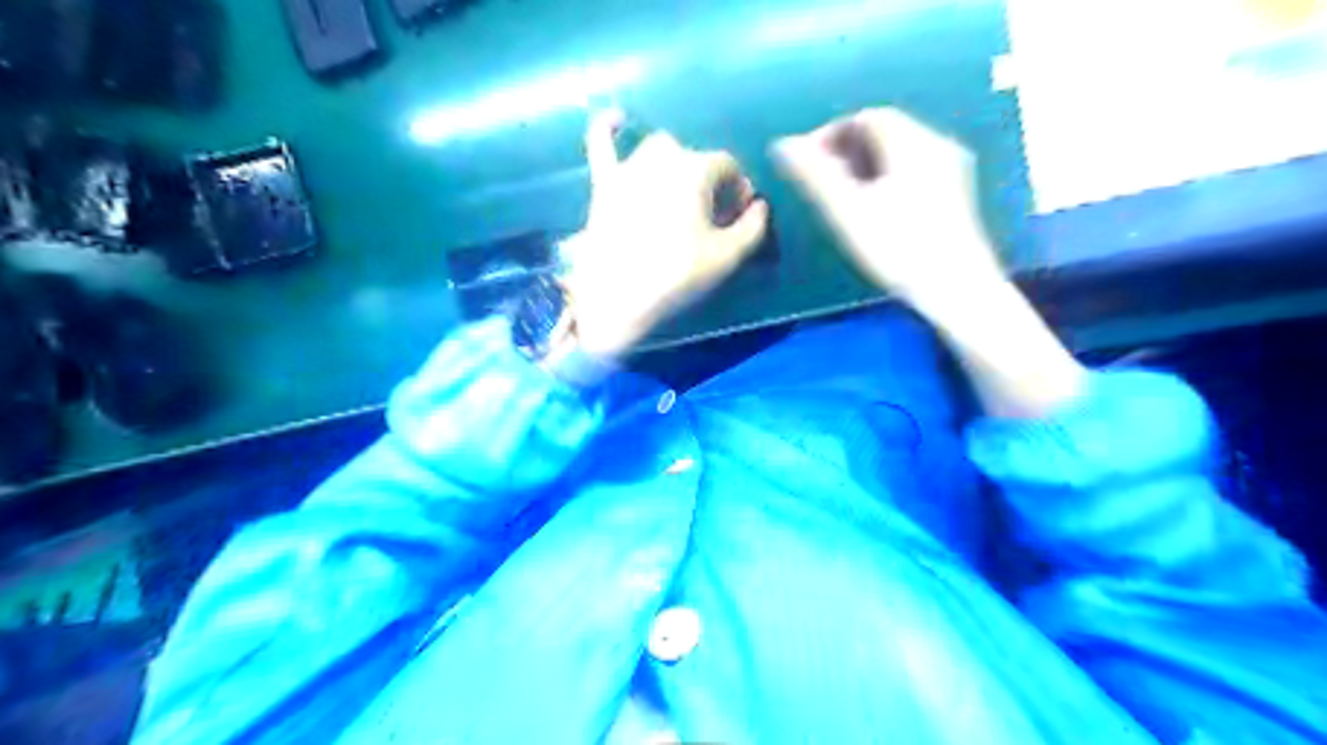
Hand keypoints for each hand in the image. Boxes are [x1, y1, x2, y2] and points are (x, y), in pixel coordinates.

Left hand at [556, 109, 766, 361]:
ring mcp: (629, 167)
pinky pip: (602, 144)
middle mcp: (663, 157)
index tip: (738, 217)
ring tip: (680, 193)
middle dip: (709, 182)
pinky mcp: (604, 183)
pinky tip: (617, 118)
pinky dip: (609, 129)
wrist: (614, 295)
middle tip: (711, 216)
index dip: (738, 190)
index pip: (729, 167)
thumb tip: (760, 206)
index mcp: (697, 169)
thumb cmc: (676, 274)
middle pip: (696, 159)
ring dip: (675, 165)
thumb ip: (753, 228)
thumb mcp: (727, 257)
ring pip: (659, 150)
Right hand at [774, 104, 1001, 304]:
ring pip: (900, 152)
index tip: (805, 162)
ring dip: (865, 164)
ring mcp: (952, 169)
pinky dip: (886, 177)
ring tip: (840, 195)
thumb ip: (814, 176)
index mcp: (913, 143)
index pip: (866, 118)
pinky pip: (913, 169)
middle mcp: (937, 145)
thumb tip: (782, 145)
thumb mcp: (848, 211)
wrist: (957, 290)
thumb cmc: (898, 249)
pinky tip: (873, 207)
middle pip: (885, 132)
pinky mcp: (956, 194)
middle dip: (847, 149)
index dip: (830, 134)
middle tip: (819, 179)